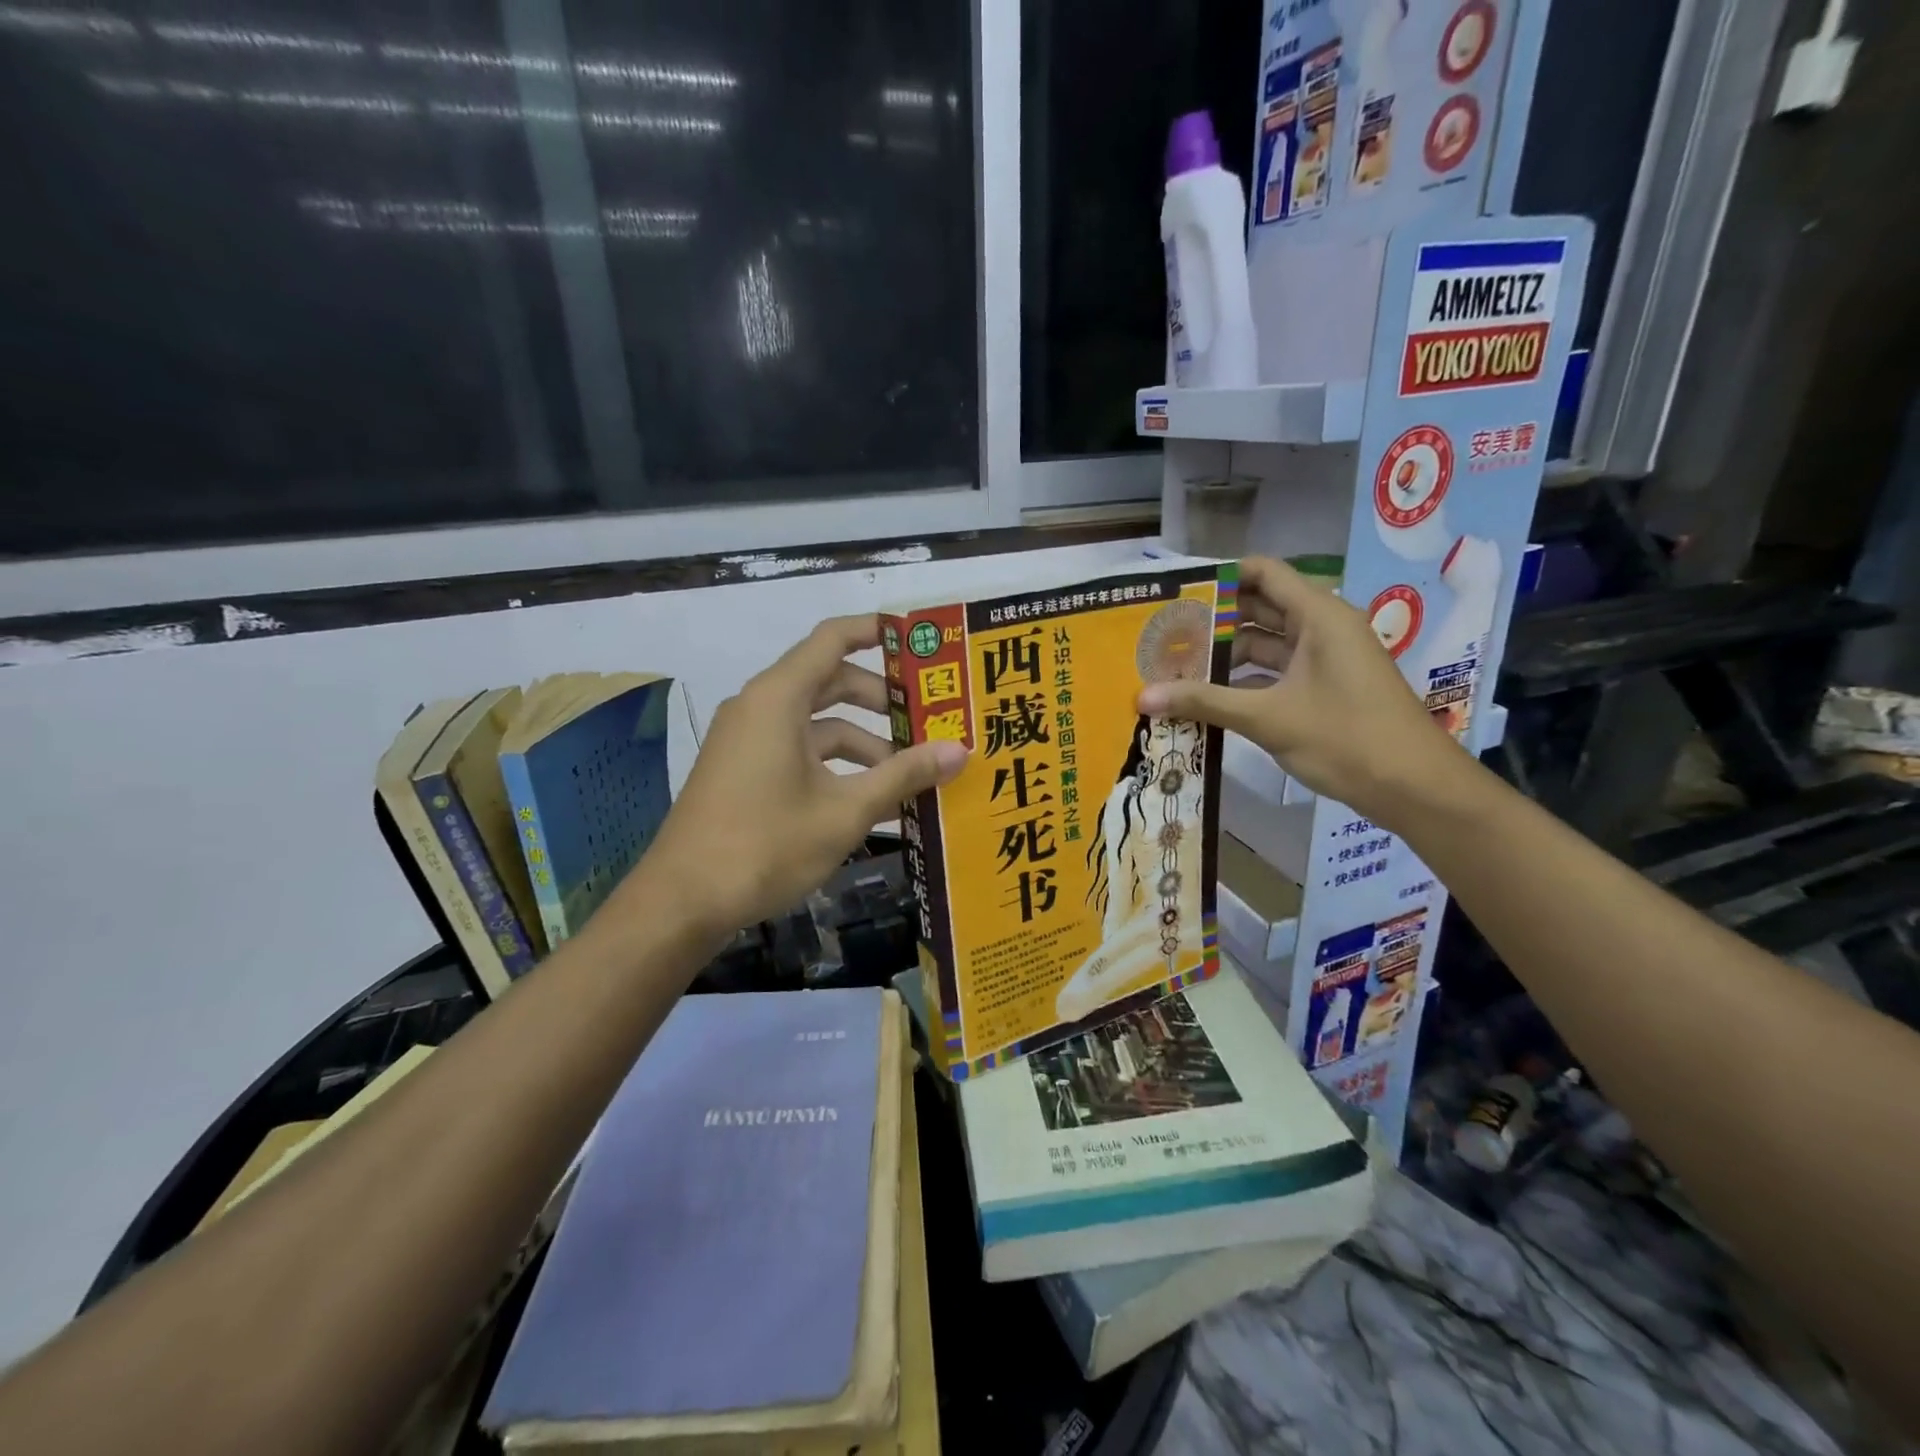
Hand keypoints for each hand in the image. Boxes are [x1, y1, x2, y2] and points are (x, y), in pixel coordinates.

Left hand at [636, 615, 968, 937]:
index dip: (877, 631)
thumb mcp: (845, 811)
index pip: (833, 638)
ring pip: (817, 722)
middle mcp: (761, 707)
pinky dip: (836, 764)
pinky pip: (799, 750)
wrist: (682, 901)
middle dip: (882, 699)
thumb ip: (904, 775)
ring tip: (911, 773)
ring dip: (864, 741)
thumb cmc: (766, 845)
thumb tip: (961, 750)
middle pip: (830, 681)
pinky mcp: (744, 770)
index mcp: (779, 698)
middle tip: (931, 717)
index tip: (920, 641)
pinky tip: (872, 799)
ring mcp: (749, 740)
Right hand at [1136, 556, 1467, 827]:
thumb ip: (1204, 701)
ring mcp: (1325, 659)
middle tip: (1163, 634)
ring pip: (1265, 644)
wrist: (1414, 788)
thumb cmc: (1346, 738)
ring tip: (1175, 667)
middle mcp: (1322, 628)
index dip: (1219, 577)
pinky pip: (1276, 672)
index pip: (1262, 573)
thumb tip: (1142, 695)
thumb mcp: (1268, 717)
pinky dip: (1244, 680)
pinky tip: (1207, 697)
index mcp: (1318, 616)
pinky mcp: (1323, 688)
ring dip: (1224, 655)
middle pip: (1258, 607)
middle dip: (1212, 621)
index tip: (1175, 594)